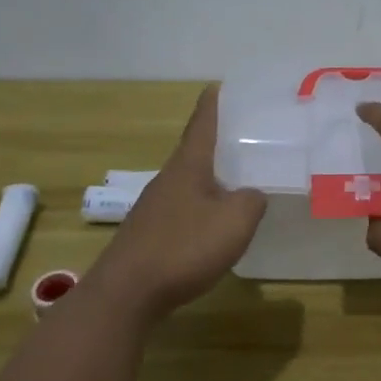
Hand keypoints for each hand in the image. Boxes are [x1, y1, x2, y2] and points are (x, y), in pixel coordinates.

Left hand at [89, 86, 264, 324]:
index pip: (203, 121)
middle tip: (250, 136)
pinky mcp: (151, 234)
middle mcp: (169, 178)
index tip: (222, 85)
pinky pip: (184, 208)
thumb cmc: (183, 248)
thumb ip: (253, 200)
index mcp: (189, 165)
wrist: (126, 295)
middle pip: (196, 150)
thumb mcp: (235, 221)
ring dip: (213, 176)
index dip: (214, 101)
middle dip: (221, 141)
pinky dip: (203, 206)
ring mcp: (156, 207)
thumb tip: (253, 194)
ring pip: (191, 181)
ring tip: (241, 179)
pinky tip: (216, 224)